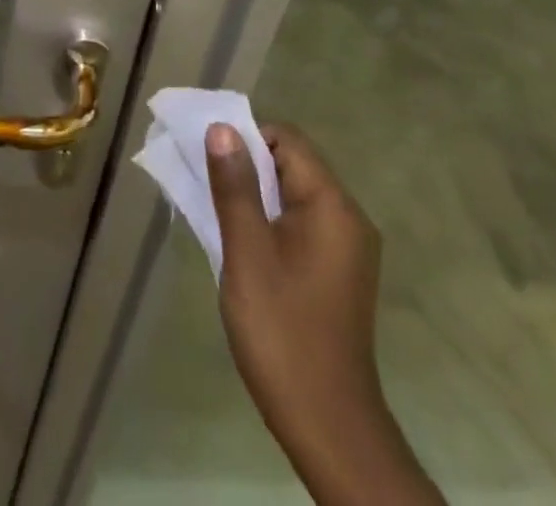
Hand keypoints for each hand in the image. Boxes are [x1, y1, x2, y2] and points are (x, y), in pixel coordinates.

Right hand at [206, 120, 441, 505]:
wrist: (328, 427)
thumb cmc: (282, 332)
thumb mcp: (247, 252)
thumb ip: (234, 186)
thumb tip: (221, 128)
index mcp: (332, 206)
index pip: (287, 140)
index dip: (246, 140)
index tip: (211, 162)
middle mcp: (348, 217)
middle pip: (292, 164)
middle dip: (247, 167)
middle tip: (208, 190)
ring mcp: (347, 248)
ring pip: (293, 194)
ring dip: (255, 196)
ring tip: (220, 219)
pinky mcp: (339, 272)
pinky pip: (301, 223)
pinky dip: (270, 221)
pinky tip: (244, 248)